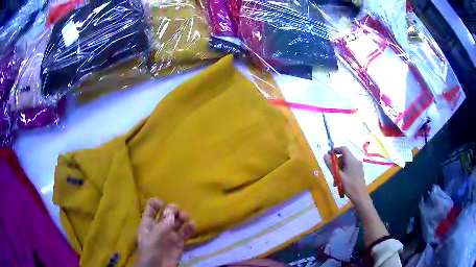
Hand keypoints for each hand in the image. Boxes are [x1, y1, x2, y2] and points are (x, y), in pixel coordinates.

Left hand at [137, 198, 194, 266]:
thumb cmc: (150, 250)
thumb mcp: (154, 235)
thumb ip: (164, 222)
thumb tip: (172, 209)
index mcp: (148, 223)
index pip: (151, 209)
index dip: (156, 203)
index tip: (163, 202)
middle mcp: (159, 227)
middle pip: (166, 214)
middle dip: (172, 209)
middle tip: (177, 210)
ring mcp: (170, 235)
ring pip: (177, 222)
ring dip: (181, 217)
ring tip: (185, 216)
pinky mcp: (179, 243)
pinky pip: (185, 233)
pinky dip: (190, 228)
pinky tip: (193, 224)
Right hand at [323, 146, 369, 205]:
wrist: (360, 197)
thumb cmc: (349, 186)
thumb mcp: (338, 176)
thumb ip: (331, 165)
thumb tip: (324, 155)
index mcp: (351, 160)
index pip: (343, 148)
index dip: (335, 150)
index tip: (328, 156)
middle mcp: (356, 161)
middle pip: (344, 156)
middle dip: (336, 162)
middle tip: (331, 172)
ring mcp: (358, 167)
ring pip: (346, 163)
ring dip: (339, 169)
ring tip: (335, 180)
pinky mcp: (359, 172)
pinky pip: (349, 168)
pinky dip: (344, 171)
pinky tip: (341, 182)